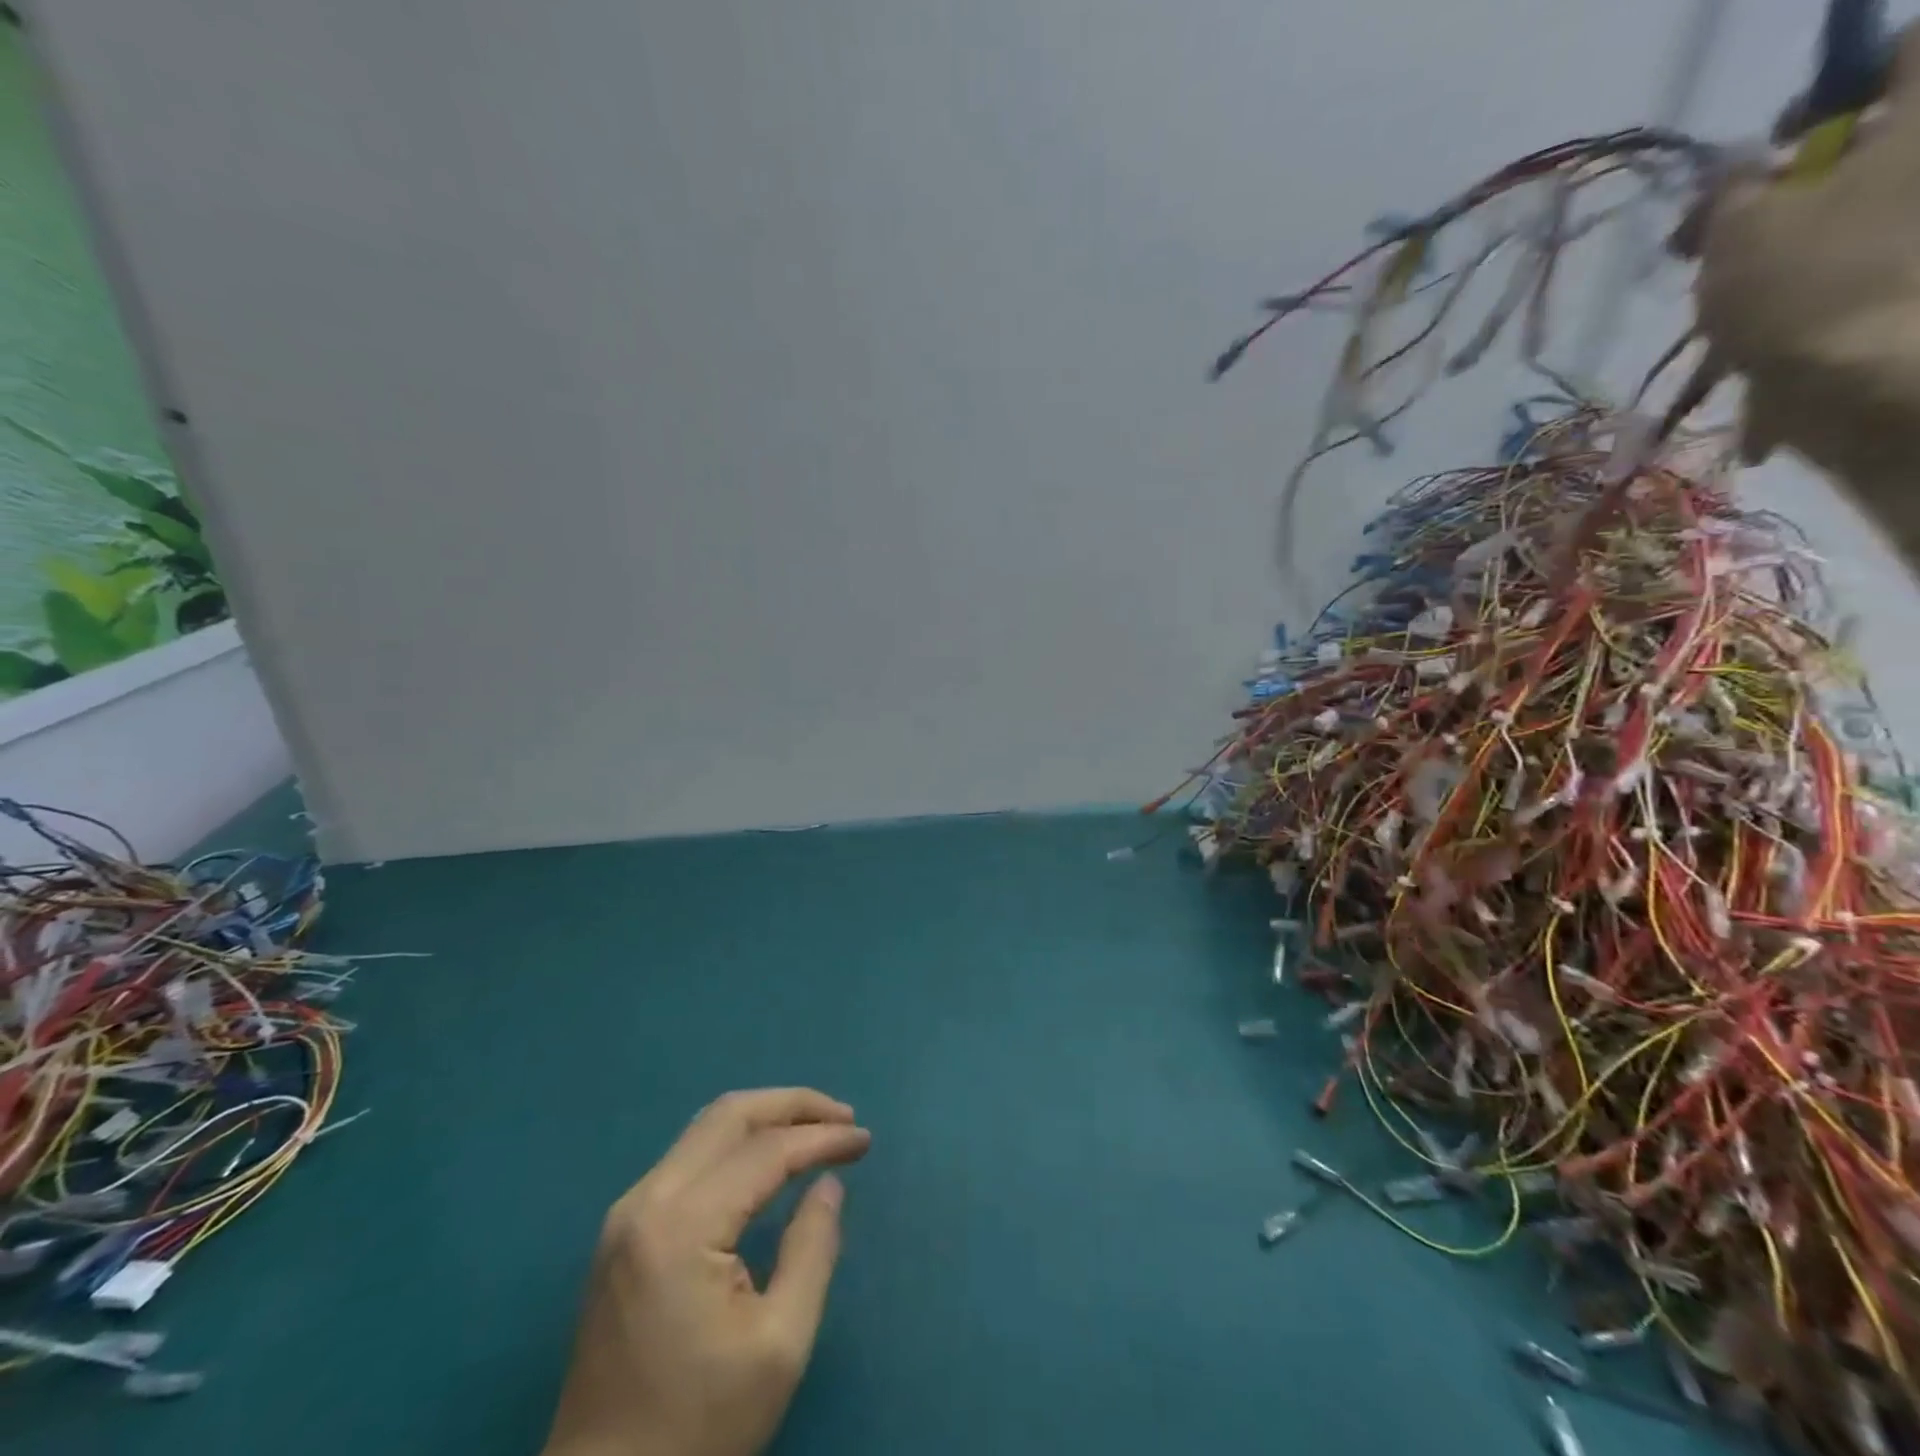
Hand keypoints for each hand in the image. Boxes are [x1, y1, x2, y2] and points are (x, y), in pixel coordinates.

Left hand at [543, 1088, 872, 1455]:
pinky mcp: (623, 1231)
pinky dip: (736, 1144)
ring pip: (705, 1128)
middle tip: (843, 1118)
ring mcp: (627, 1213)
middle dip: (792, 1105)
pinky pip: (688, 1158)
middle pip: (729, 1115)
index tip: (866, 1141)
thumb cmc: (699, 1428)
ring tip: (816, 1129)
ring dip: (764, 1118)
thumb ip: (812, 1250)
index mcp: (681, 1227)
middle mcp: (647, 1201)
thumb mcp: (779, 1346)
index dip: (821, 1139)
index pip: (765, 1152)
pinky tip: (767, 1160)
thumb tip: (828, 1184)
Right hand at [1688, 24, 1919, 557]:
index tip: (1765, 147)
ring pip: (1851, 218)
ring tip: (1722, 310)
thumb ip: (1729, 189)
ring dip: (1783, 253)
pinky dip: (1805, 304)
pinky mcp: (1912, 292)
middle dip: (1784, 191)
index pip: (1896, 49)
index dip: (1827, 88)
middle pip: (1869, 144)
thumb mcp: (1737, 231)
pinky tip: (1757, 344)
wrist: (1880, 390)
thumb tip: (1733, 169)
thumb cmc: (1807, 289)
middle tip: (1713, 242)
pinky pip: (1858, 278)